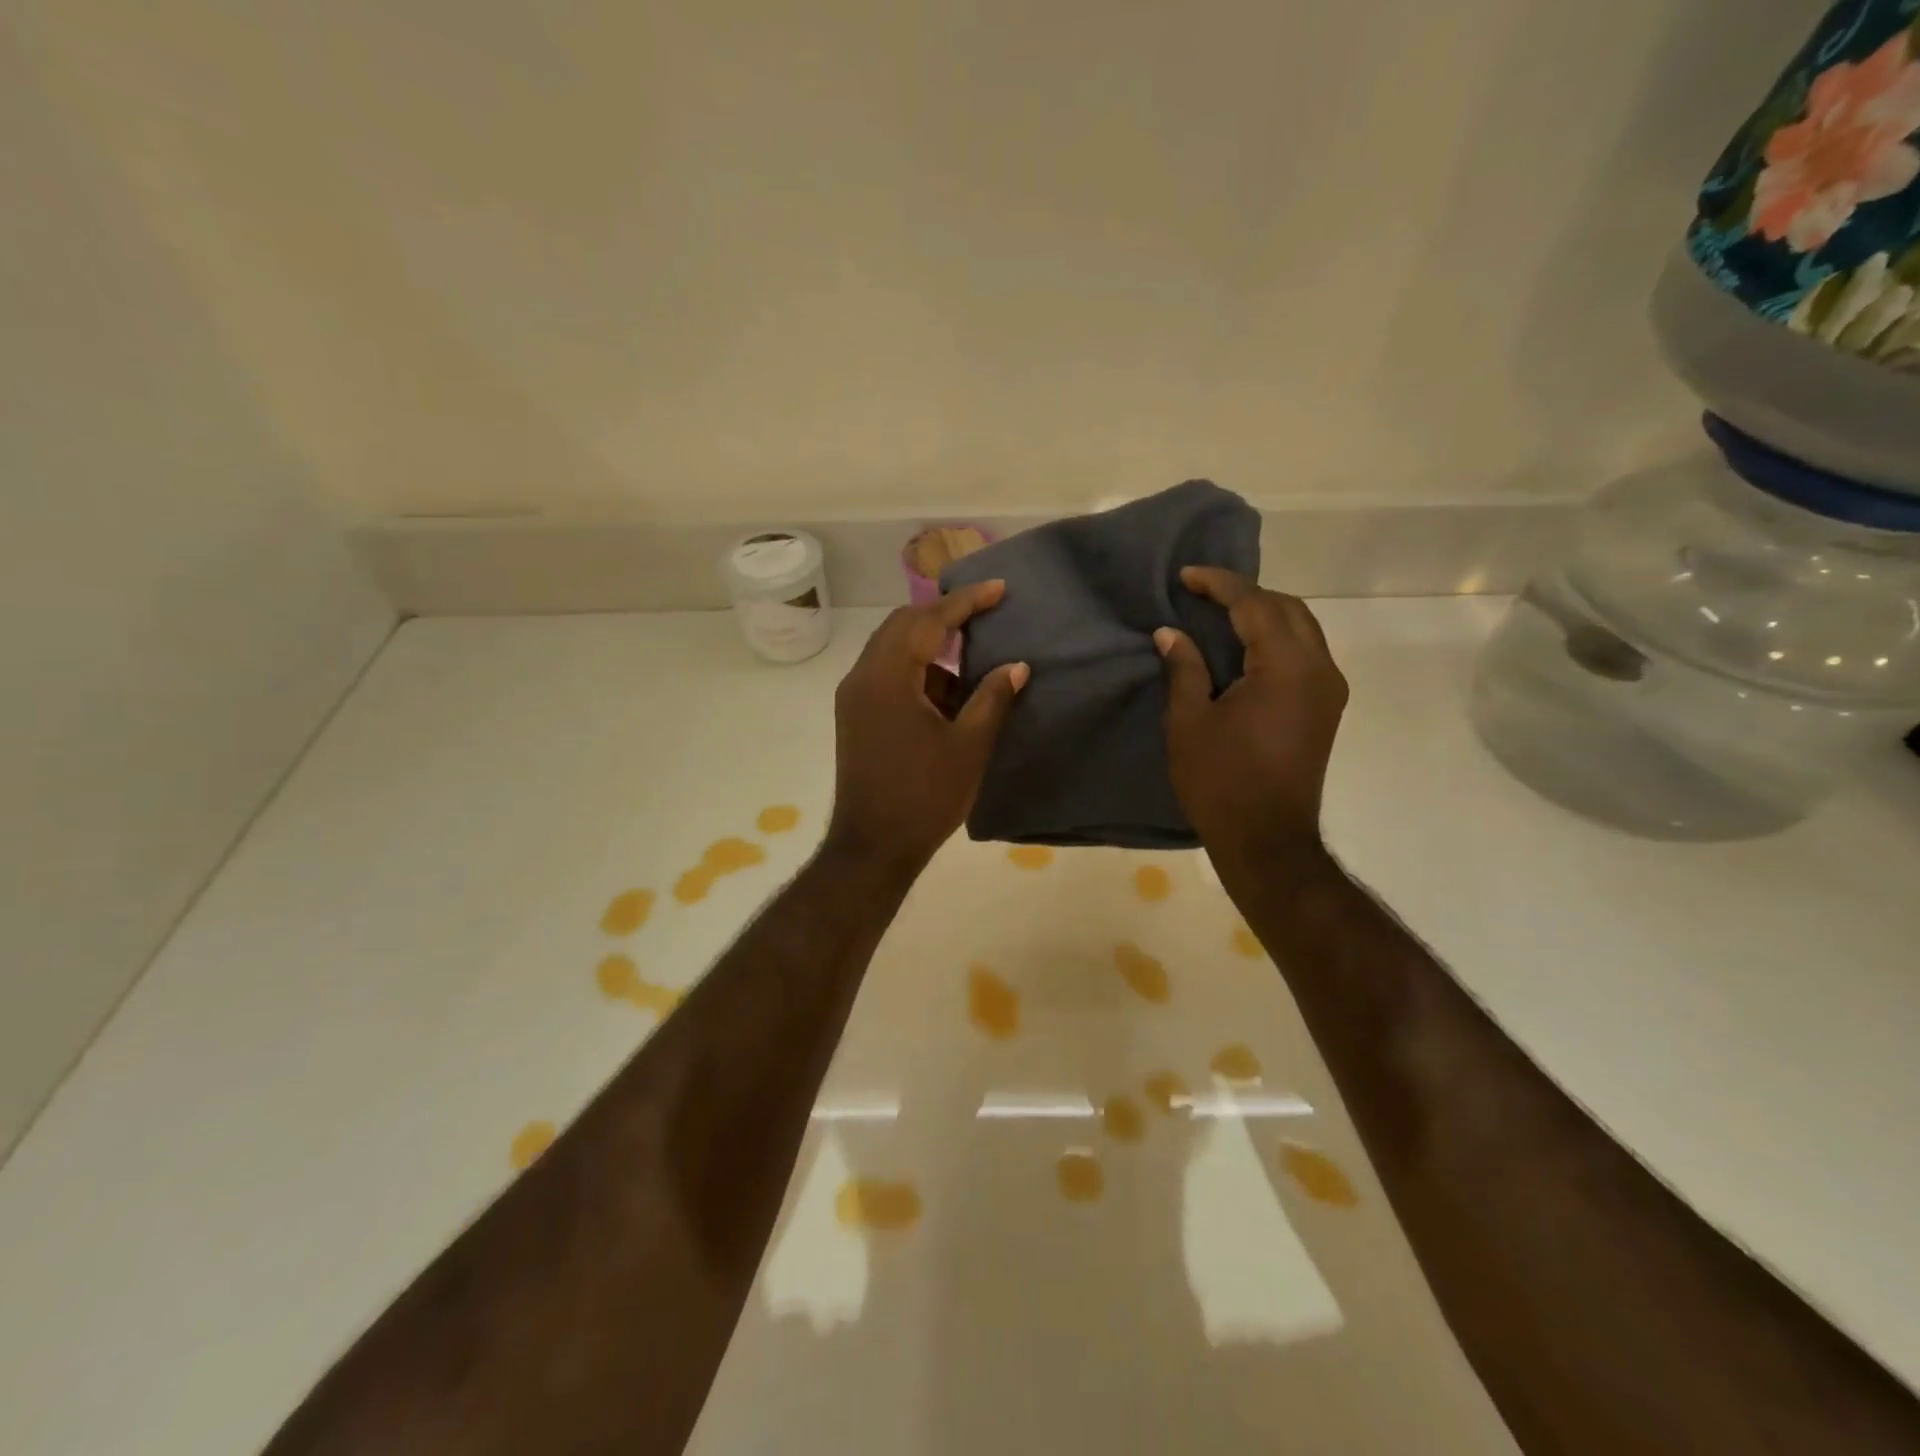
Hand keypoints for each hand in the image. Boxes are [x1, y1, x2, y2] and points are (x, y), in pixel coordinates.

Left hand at [825, 581, 1029, 872]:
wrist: (873, 846)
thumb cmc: (924, 797)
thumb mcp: (968, 746)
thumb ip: (992, 698)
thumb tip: (1017, 666)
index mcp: (888, 677)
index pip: (928, 620)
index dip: (966, 601)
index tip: (999, 588)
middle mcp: (862, 677)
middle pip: (903, 625)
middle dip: (945, 615)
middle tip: (985, 611)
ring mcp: (854, 697)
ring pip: (893, 650)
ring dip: (931, 645)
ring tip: (973, 652)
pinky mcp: (855, 716)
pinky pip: (887, 675)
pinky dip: (918, 672)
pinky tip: (949, 691)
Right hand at [1155, 567, 1347, 858]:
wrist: (1267, 839)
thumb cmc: (1221, 781)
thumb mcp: (1189, 722)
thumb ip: (1185, 668)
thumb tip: (1171, 633)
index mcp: (1285, 667)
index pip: (1254, 605)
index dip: (1218, 584)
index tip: (1186, 576)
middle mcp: (1319, 669)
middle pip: (1287, 608)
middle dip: (1246, 594)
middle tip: (1202, 594)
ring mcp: (1329, 689)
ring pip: (1303, 628)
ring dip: (1265, 614)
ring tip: (1221, 615)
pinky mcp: (1326, 708)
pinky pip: (1306, 653)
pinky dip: (1277, 638)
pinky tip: (1246, 648)